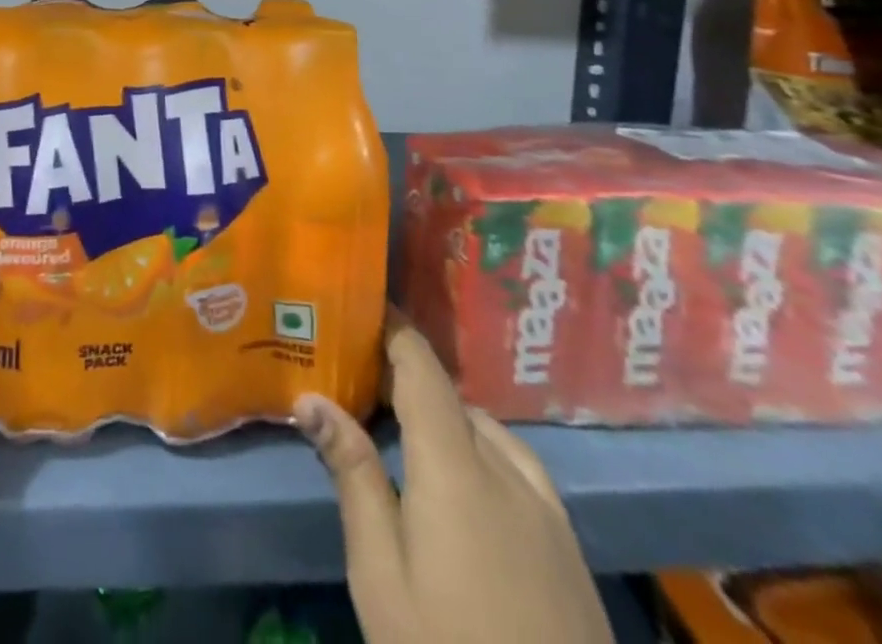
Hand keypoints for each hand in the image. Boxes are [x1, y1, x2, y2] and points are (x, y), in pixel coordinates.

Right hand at [295, 325, 613, 643]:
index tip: (360, 307)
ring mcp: (550, 513)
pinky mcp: (571, 551)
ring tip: (405, 436)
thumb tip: (311, 397)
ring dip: (447, 420)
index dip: (393, 331)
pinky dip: (482, 453)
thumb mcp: (381, 574)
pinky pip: (520, 470)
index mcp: (457, 466)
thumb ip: (352, 475)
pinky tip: (466, 491)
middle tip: (360, 388)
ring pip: (490, 433)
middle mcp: (509, 472)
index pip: (422, 369)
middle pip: (454, 400)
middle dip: (408, 383)